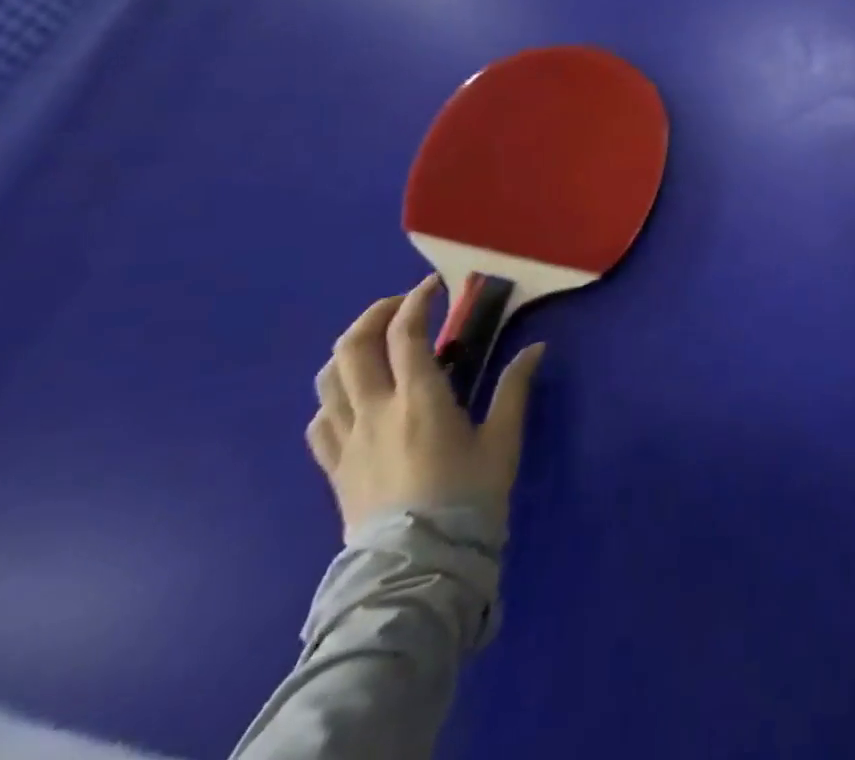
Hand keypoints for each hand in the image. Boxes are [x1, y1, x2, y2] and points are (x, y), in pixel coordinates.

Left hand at [307, 274, 544, 529]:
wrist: (418, 568)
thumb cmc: (468, 497)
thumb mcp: (503, 440)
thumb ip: (515, 388)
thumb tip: (535, 348)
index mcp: (419, 399)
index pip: (406, 333)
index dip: (417, 300)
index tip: (435, 286)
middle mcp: (375, 411)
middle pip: (353, 346)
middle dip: (376, 314)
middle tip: (403, 306)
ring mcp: (347, 440)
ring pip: (328, 379)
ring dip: (349, 350)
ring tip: (376, 344)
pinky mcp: (333, 469)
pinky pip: (319, 421)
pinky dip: (333, 396)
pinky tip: (354, 398)